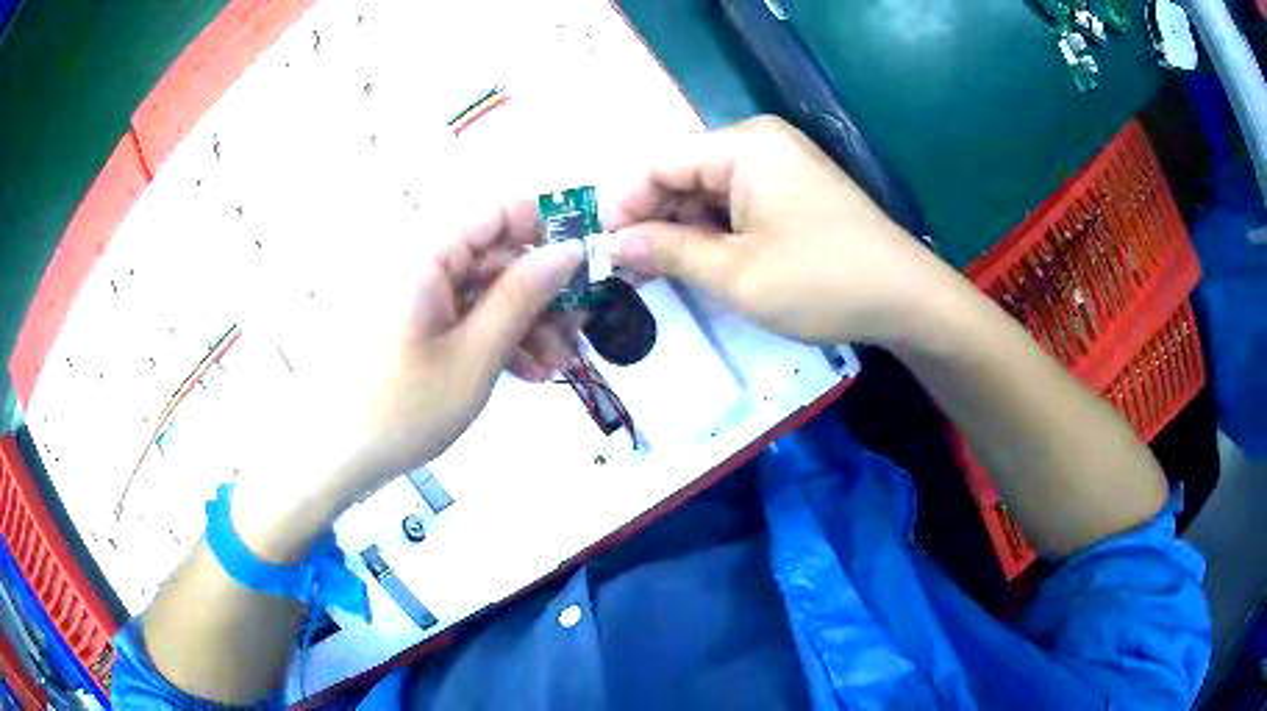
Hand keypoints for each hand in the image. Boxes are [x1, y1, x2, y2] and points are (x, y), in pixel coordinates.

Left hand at [231, 199, 582, 560]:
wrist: (331, 459)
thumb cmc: (400, 409)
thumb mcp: (474, 357)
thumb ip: (523, 297)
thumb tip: (570, 250)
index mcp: (427, 254)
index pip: (500, 210)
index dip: (548, 227)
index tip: (587, 265)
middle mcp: (420, 262)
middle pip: (496, 254)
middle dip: (542, 291)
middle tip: (579, 332)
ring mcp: (415, 294)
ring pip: (485, 289)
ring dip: (525, 322)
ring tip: (555, 365)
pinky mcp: (413, 322)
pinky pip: (463, 314)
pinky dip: (495, 337)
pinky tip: (524, 372)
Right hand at [604, 116, 953, 346]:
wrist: (907, 299)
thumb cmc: (823, 282)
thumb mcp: (738, 274)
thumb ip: (669, 252)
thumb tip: (615, 244)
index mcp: (743, 145)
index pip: (658, 161)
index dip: (622, 202)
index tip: (600, 248)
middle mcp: (757, 142)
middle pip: (680, 172)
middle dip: (650, 218)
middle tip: (625, 270)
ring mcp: (777, 165)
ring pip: (704, 191)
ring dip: (678, 229)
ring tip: (656, 274)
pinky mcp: (790, 190)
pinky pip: (733, 203)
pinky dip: (710, 232)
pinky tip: (697, 264)